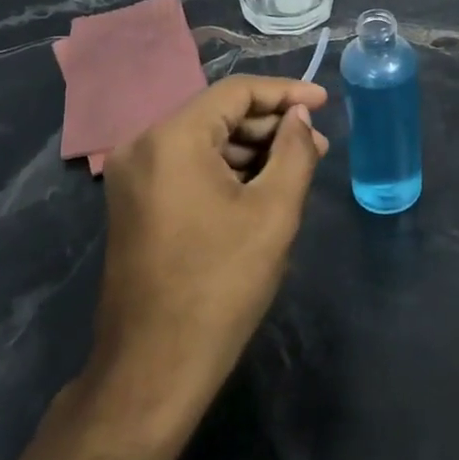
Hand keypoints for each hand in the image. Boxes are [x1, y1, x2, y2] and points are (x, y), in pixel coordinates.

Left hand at [84, 76, 329, 440]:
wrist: (154, 367)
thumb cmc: (220, 284)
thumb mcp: (273, 212)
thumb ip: (294, 151)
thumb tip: (299, 118)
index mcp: (171, 139)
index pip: (236, 92)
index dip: (286, 92)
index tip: (324, 103)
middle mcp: (143, 146)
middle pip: (218, 114)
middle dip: (271, 125)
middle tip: (318, 144)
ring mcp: (133, 177)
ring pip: (204, 141)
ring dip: (252, 149)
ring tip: (298, 167)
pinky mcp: (135, 204)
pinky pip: (188, 167)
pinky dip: (227, 170)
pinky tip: (263, 187)